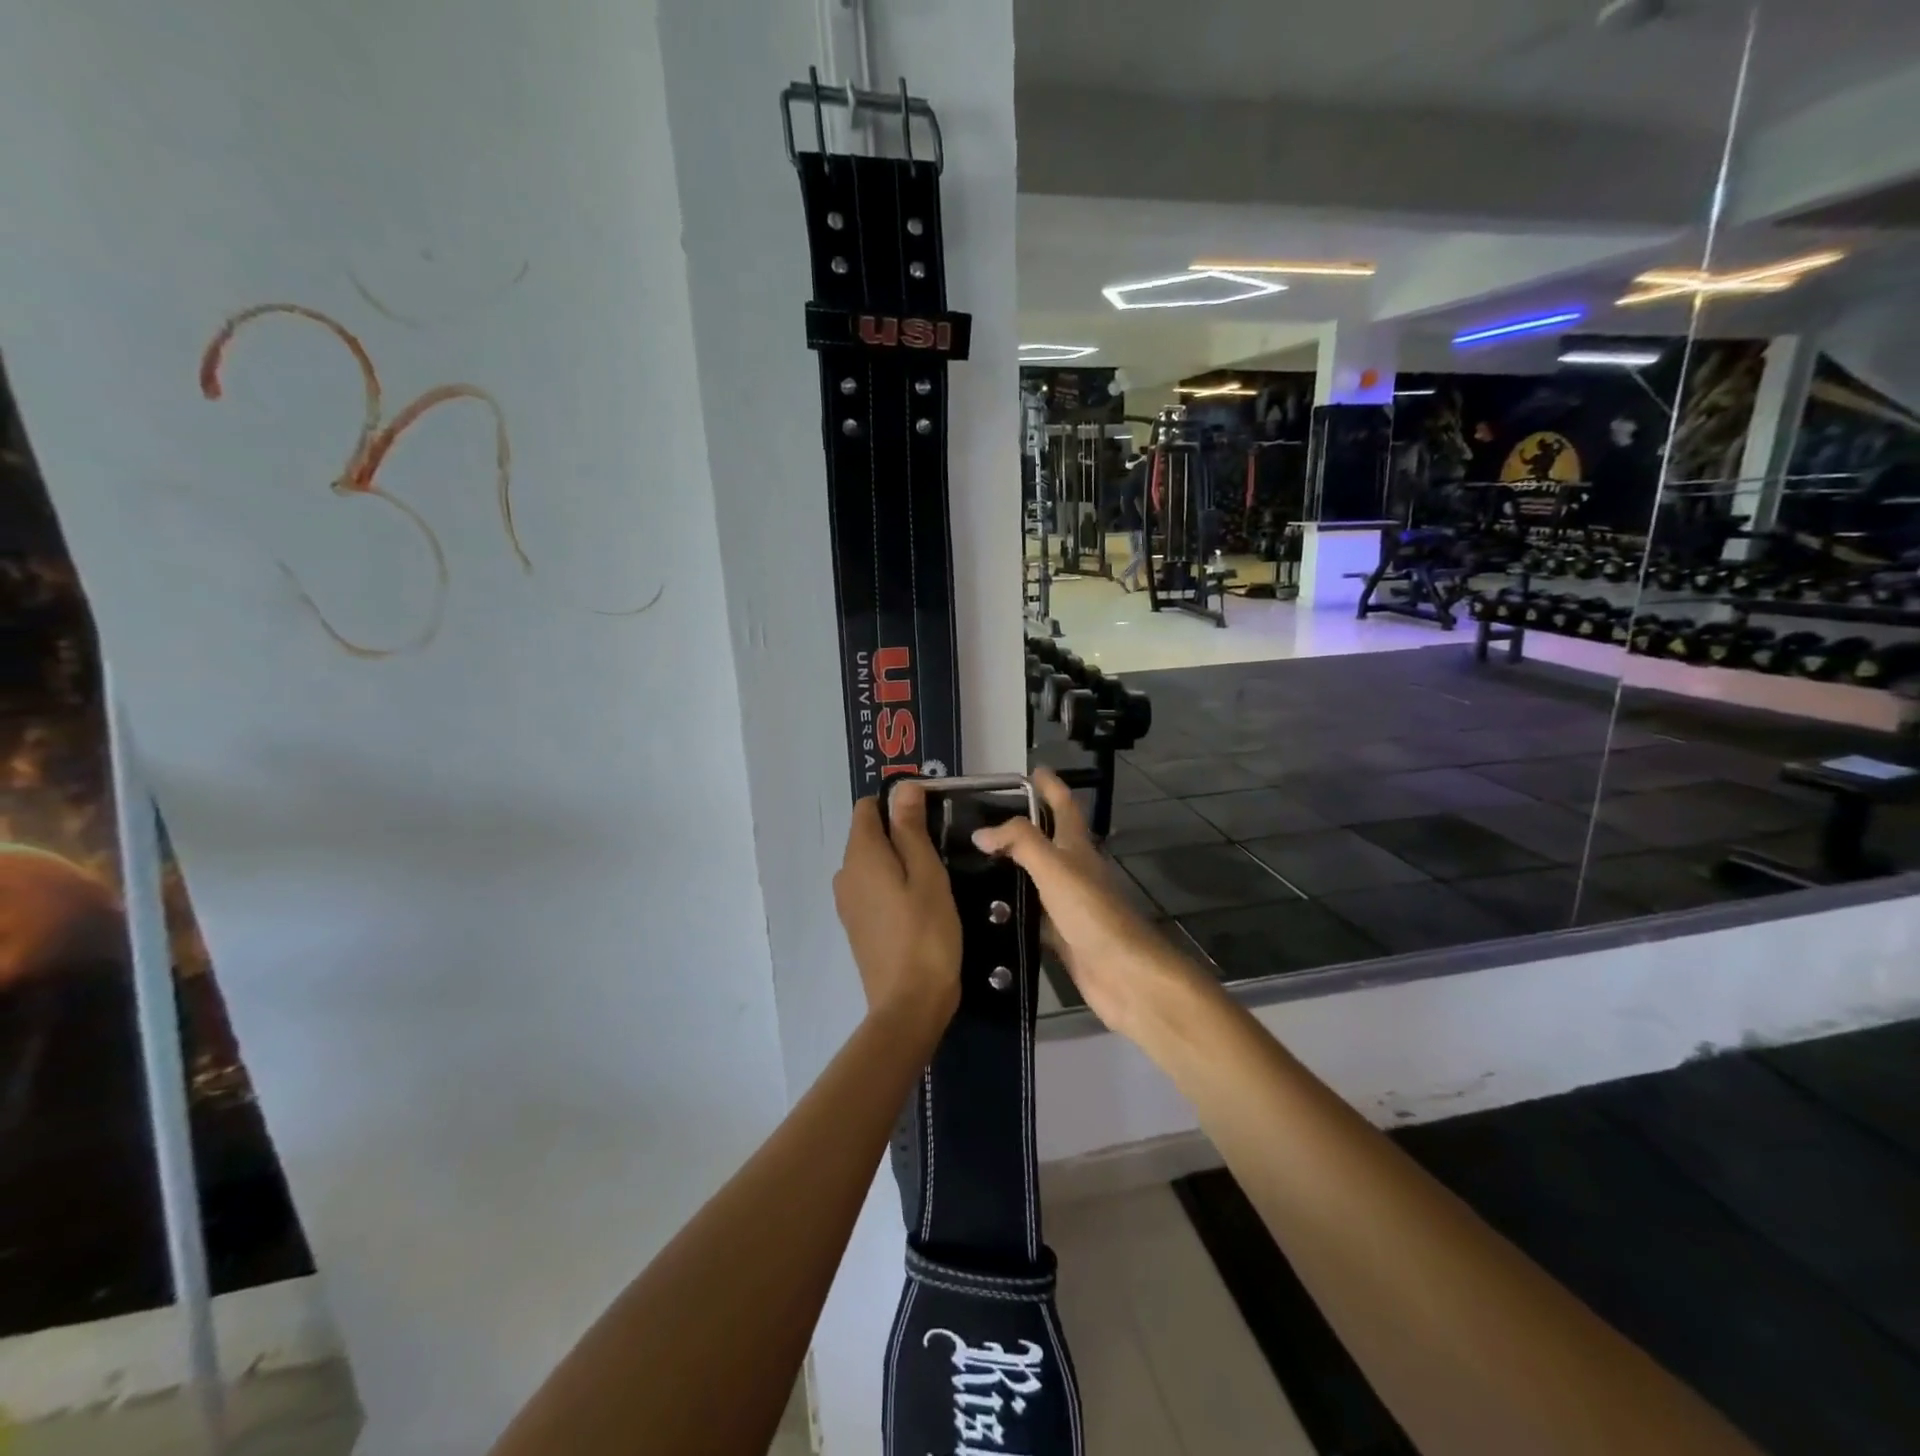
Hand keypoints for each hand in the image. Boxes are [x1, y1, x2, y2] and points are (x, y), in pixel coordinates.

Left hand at [833, 783, 962, 1034]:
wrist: (909, 1004)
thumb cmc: (926, 932)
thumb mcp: (927, 874)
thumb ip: (911, 828)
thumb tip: (902, 786)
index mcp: (860, 855)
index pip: (867, 808)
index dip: (897, 804)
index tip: (931, 817)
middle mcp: (845, 874)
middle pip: (868, 835)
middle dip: (900, 832)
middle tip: (940, 849)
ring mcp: (847, 902)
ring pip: (871, 863)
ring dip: (898, 860)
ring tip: (935, 877)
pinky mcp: (856, 925)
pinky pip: (872, 888)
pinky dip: (892, 884)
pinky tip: (919, 903)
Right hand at [971, 767, 1203, 1037]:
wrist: (1124, 974)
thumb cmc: (1092, 913)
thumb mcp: (1055, 867)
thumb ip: (1020, 842)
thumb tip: (981, 831)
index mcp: (1077, 846)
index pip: (1064, 805)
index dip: (1050, 785)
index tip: (1032, 769)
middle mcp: (1074, 870)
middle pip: (1047, 839)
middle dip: (1021, 825)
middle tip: (981, 819)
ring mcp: (1068, 904)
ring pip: (1035, 878)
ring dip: (1012, 867)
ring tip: (971, 861)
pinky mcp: (1060, 935)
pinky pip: (1031, 914)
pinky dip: (1012, 908)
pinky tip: (986, 910)